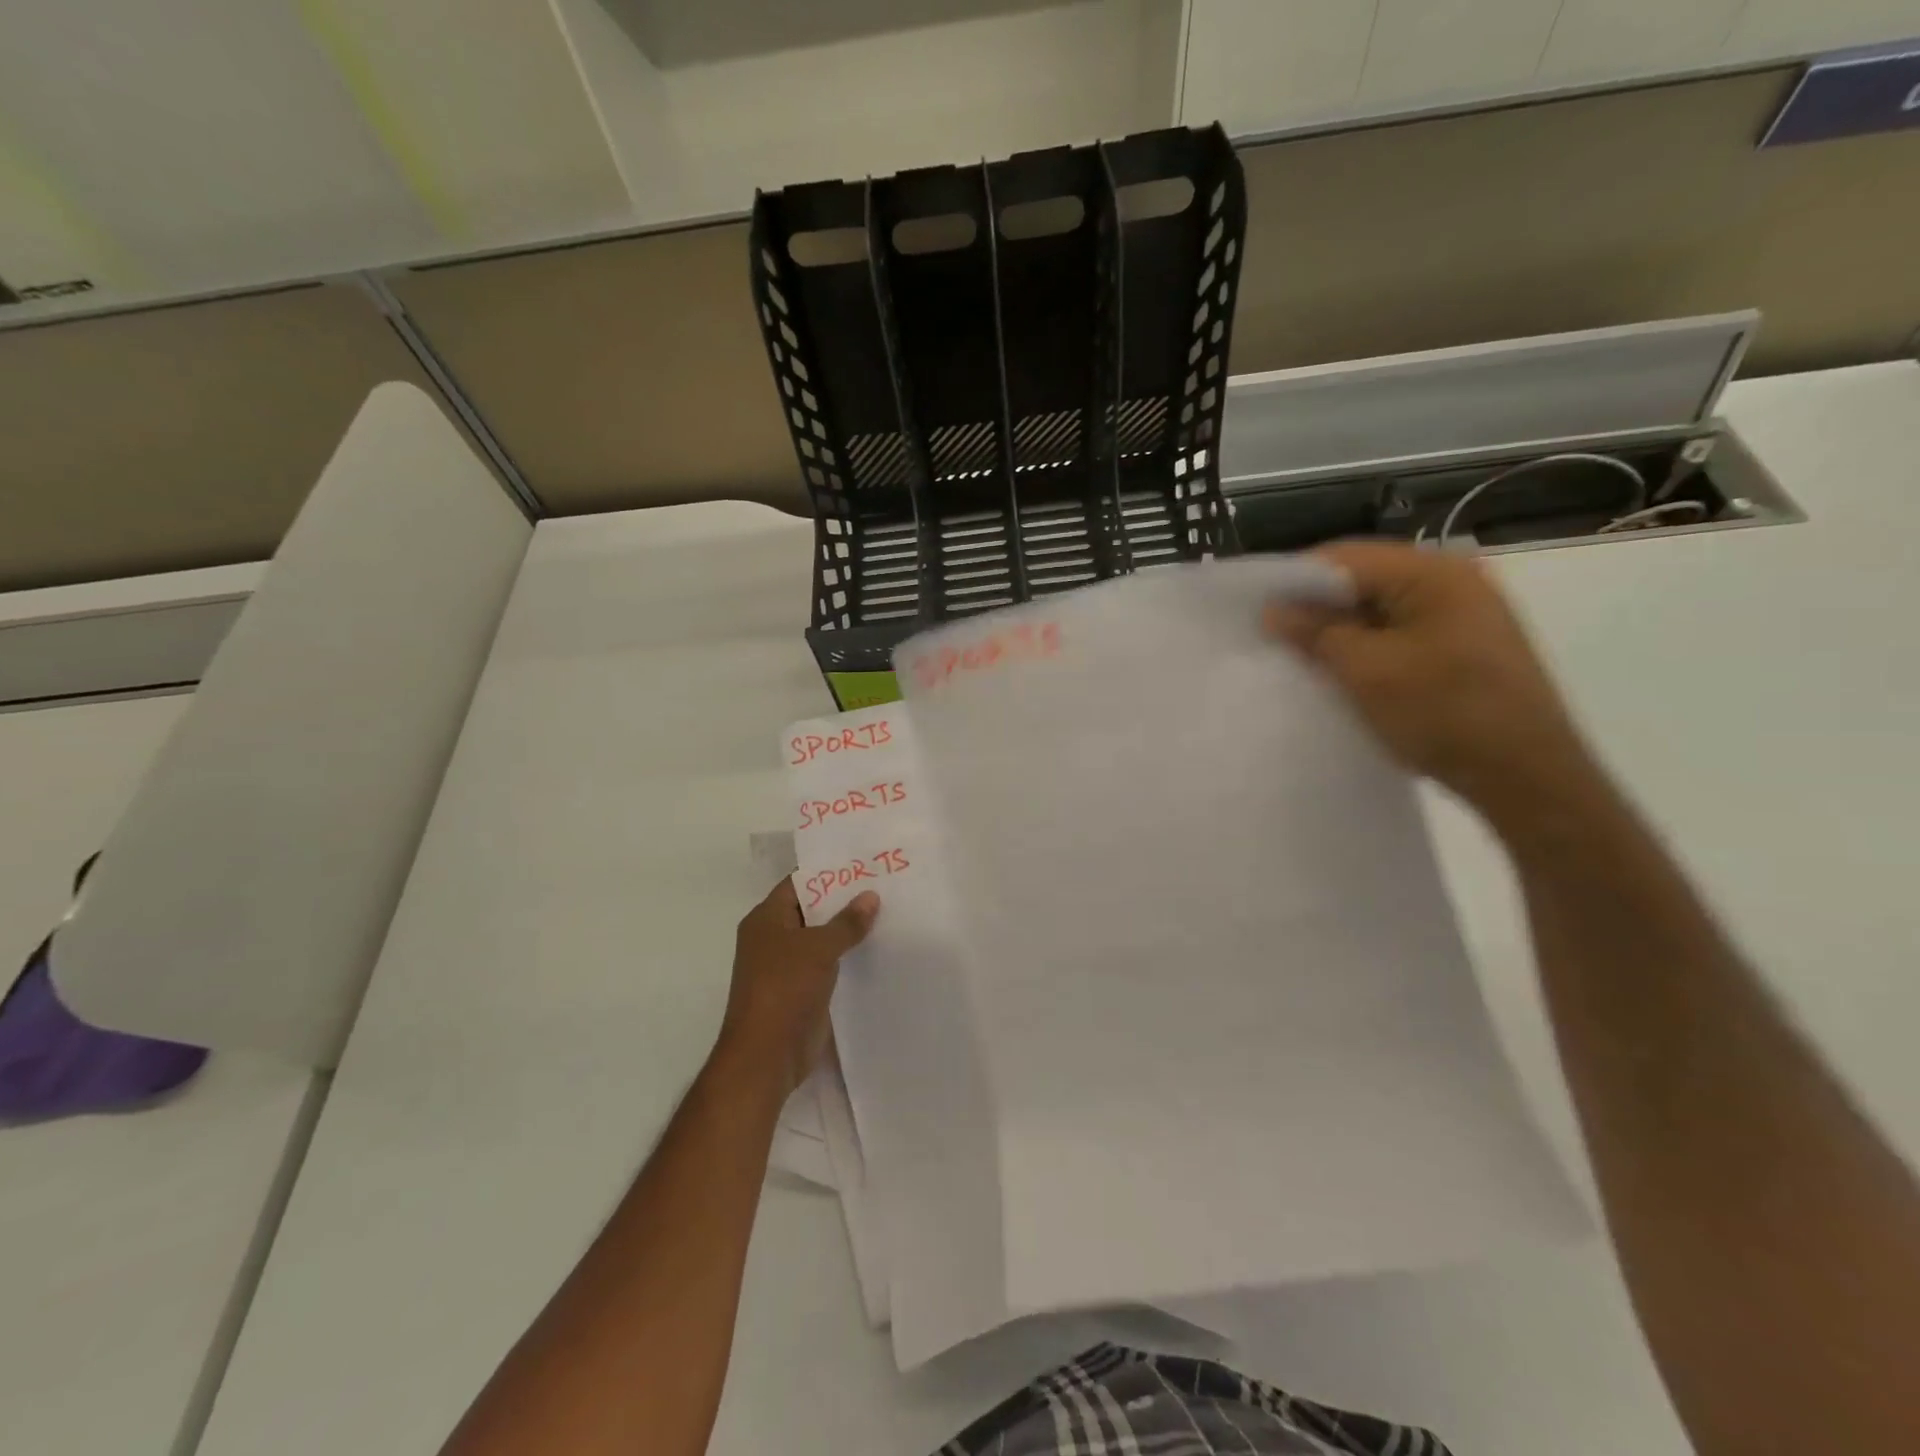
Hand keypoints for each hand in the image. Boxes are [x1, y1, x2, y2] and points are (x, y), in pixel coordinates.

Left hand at [716, 879, 878, 1095]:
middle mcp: (774, 938)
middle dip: (844, 900)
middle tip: (884, 884)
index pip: (799, 883)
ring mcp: (787, 966)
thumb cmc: (784, 989)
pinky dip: (848, 956)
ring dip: (849, 930)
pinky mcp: (802, 990)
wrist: (766, 1056)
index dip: (828, 871)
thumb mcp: (818, 948)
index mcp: (766, 919)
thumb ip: (846, 922)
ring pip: (822, 938)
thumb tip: (871, 896)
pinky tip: (878, 949)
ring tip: (889, 912)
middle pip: (813, 909)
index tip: (863, 862)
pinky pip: (828, 964)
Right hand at [1265, 541, 1597, 828]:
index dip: (1294, 579)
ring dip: (1338, 632)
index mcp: (1435, 573)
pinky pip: (1399, 635)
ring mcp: (1464, 617)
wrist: (1527, 778)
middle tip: (1271, 637)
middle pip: (1363, 580)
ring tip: (1298, 658)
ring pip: (1379, 611)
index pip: (1345, 557)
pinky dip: (1365, 650)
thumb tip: (1273, 610)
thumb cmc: (1444, 713)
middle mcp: (1454, 582)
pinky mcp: (1464, 649)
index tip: (1255, 609)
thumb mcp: (1367, 672)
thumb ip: (1316, 633)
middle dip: (1314, 608)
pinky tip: (1340, 674)